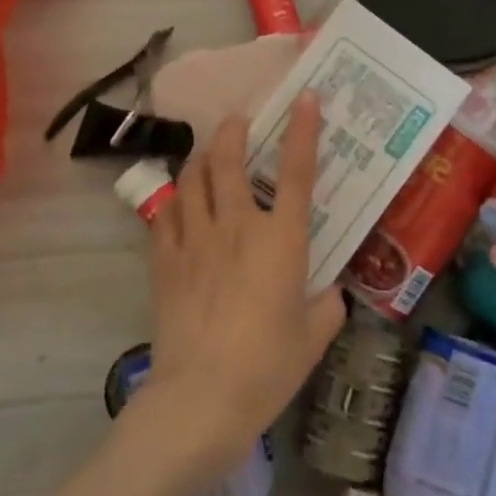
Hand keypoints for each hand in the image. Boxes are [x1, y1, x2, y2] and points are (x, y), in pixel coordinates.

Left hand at [134, 94, 344, 484]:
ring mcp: (196, 239)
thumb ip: (327, 307)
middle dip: (235, 132)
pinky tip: (178, 202)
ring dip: (202, 159)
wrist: (202, 397)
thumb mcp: (313, 337)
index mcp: (282, 239)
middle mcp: (238, 226)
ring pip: (192, 178)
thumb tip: (330, 292)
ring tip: (209, 156)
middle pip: (230, 160)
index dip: (303, 130)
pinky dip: (174, 199)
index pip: (296, 172)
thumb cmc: (268, 366)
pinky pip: (166, 214)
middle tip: (240, 122)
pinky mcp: (165, 260)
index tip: (306, 98)